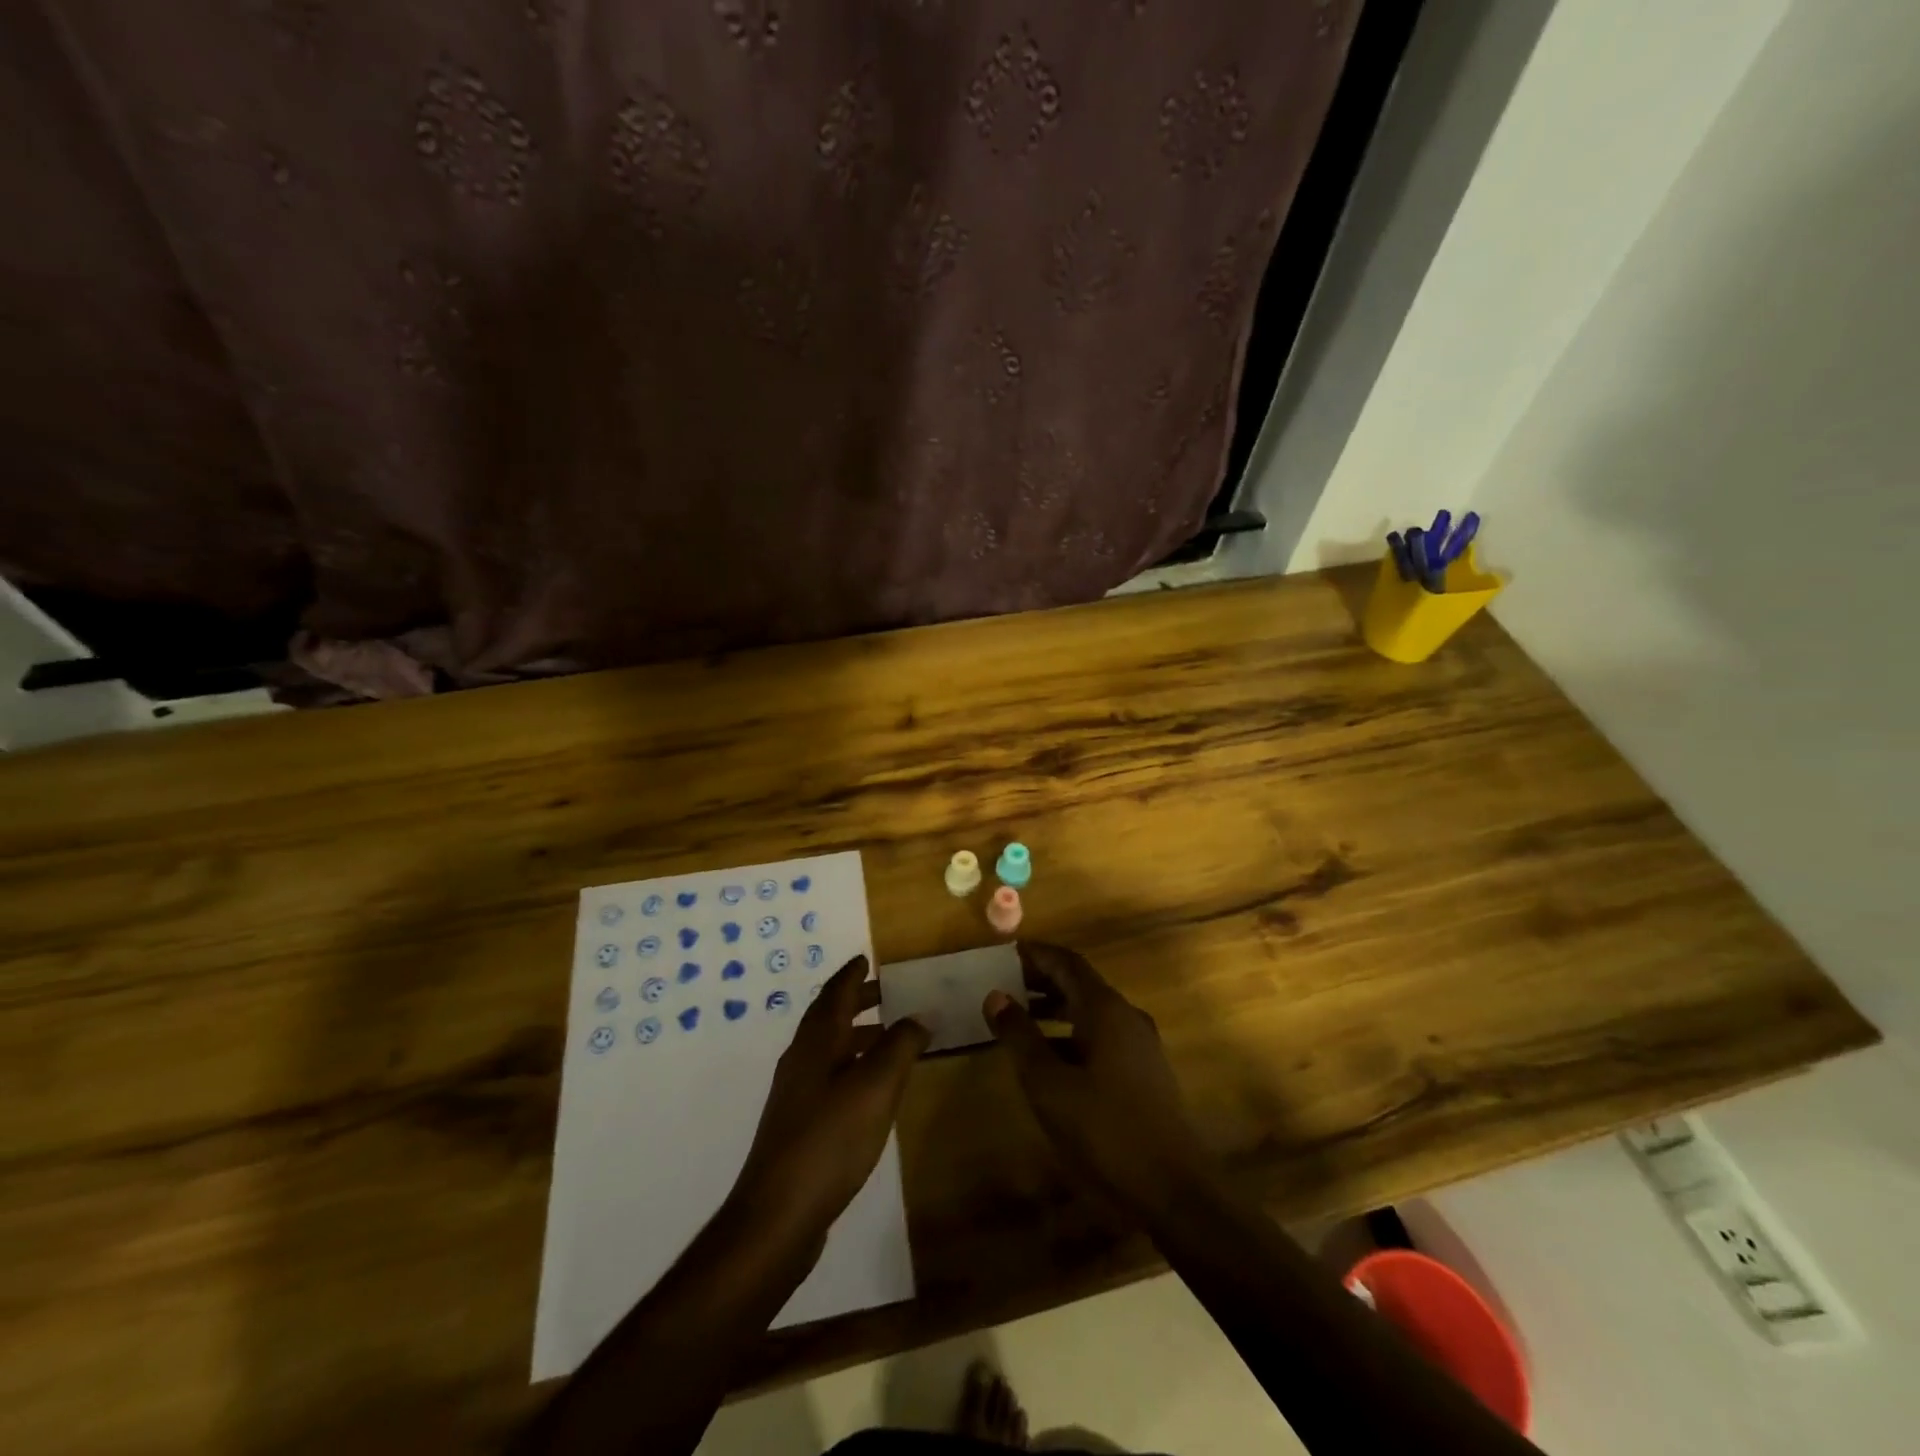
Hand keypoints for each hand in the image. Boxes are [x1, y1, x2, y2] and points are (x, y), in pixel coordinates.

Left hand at [729, 956, 928, 1251]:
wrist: (778, 1216)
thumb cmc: (829, 1140)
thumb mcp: (876, 1087)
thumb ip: (900, 1045)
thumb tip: (920, 1013)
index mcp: (816, 1043)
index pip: (834, 994)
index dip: (852, 975)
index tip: (866, 958)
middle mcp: (801, 1060)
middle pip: (828, 1018)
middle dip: (856, 1001)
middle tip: (887, 992)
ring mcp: (796, 1095)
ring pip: (829, 1049)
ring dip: (856, 1035)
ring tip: (889, 1037)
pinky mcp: (799, 1125)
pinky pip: (829, 1077)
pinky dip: (852, 1066)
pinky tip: (871, 1089)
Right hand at [985, 942, 1215, 1216]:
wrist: (1174, 1191)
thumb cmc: (1105, 1131)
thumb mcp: (1049, 1085)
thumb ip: (1020, 1037)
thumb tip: (995, 995)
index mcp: (1106, 1010)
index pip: (1067, 962)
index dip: (1036, 954)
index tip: (1005, 953)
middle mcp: (1127, 1017)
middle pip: (1080, 984)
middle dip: (1042, 980)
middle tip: (1005, 984)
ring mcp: (1140, 1046)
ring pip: (1091, 1012)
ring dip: (1056, 1008)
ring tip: (1020, 1019)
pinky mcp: (1145, 1073)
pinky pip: (1102, 1036)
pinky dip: (1072, 1033)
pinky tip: (1051, 1059)